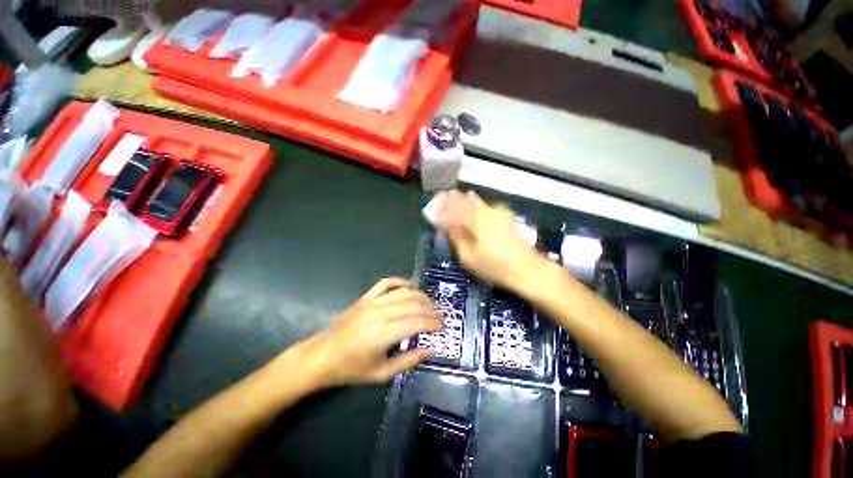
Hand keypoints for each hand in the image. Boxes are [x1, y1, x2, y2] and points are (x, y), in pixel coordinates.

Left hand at [308, 278, 441, 386]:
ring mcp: (372, 302)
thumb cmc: (351, 369)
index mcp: (383, 334)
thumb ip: (408, 361)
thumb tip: (429, 348)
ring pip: (403, 292)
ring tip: (430, 304)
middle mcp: (379, 313)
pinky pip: (386, 283)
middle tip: (440, 316)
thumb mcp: (381, 373)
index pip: (416, 322)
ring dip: (420, 296)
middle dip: (430, 309)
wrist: (322, 355)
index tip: (443, 326)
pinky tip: (411, 286)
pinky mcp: (365, 297)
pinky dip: (401, 282)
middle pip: (413, 305)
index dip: (433, 323)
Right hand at [434, 191, 546, 294]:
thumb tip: (445, 225)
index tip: (431, 207)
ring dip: (461, 201)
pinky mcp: (505, 215)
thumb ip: (456, 238)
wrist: (527, 269)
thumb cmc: (495, 267)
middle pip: (464, 200)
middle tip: (439, 200)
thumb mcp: (469, 257)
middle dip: (450, 199)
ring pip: (474, 201)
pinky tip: (469, 208)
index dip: (441, 207)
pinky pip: (483, 206)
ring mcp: (497, 211)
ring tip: (451, 202)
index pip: (453, 209)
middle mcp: (486, 211)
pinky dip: (472, 206)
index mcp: (475, 220)